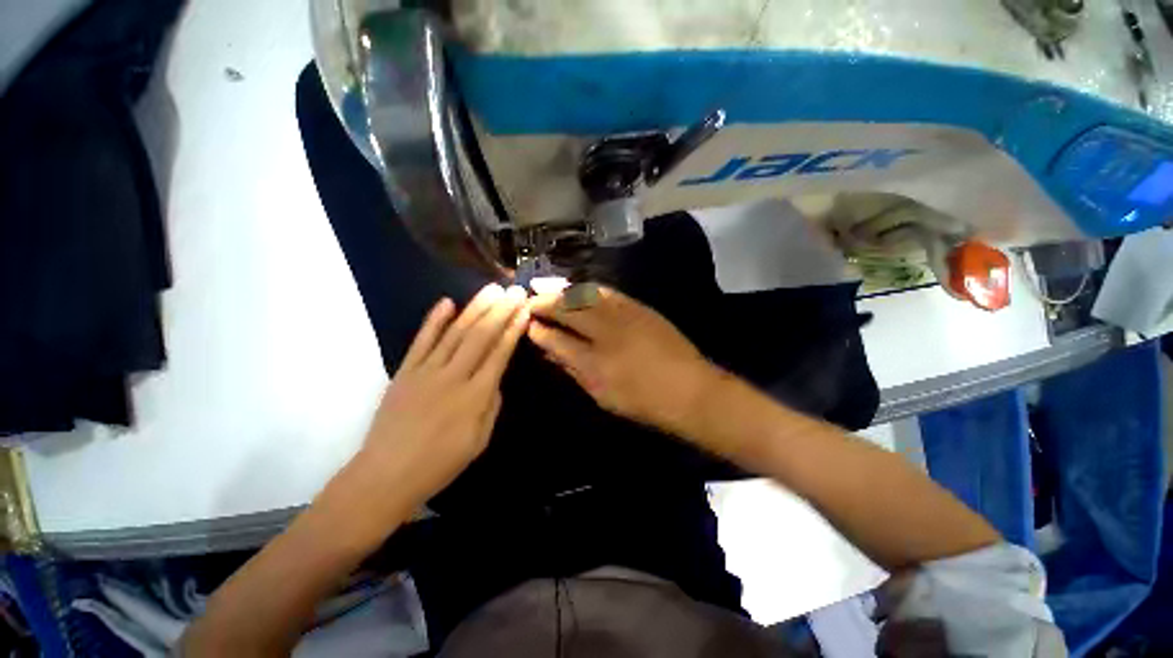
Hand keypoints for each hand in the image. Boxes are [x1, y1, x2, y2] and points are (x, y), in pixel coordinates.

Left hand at [358, 284, 528, 506]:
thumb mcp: (480, 441)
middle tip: (514, 291)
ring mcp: (426, 371)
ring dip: (475, 309)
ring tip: (491, 290)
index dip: (513, 330)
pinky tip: (447, 302)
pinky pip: (421, 341)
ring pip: (455, 333)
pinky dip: (434, 320)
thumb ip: (492, 405)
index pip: (499, 354)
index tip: (523, 311)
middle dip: (500, 311)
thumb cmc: (439, 464)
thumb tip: (495, 379)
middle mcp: (453, 377)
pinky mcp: (404, 371)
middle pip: (480, 336)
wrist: (385, 476)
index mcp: (475, 396)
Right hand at [527, 286, 720, 436]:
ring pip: (585, 294)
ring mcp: (624, 315)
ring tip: (547, 288)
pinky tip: (579, 289)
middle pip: (568, 308)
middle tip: (531, 300)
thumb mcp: (602, 394)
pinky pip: (607, 292)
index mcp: (594, 362)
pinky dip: (587, 288)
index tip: (526, 323)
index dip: (538, 329)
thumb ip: (574, 369)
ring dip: (563, 290)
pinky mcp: (639, 307)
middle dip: (545, 302)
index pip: (556, 339)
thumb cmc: (643, 401)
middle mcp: (606, 332)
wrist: (691, 389)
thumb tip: (552, 351)